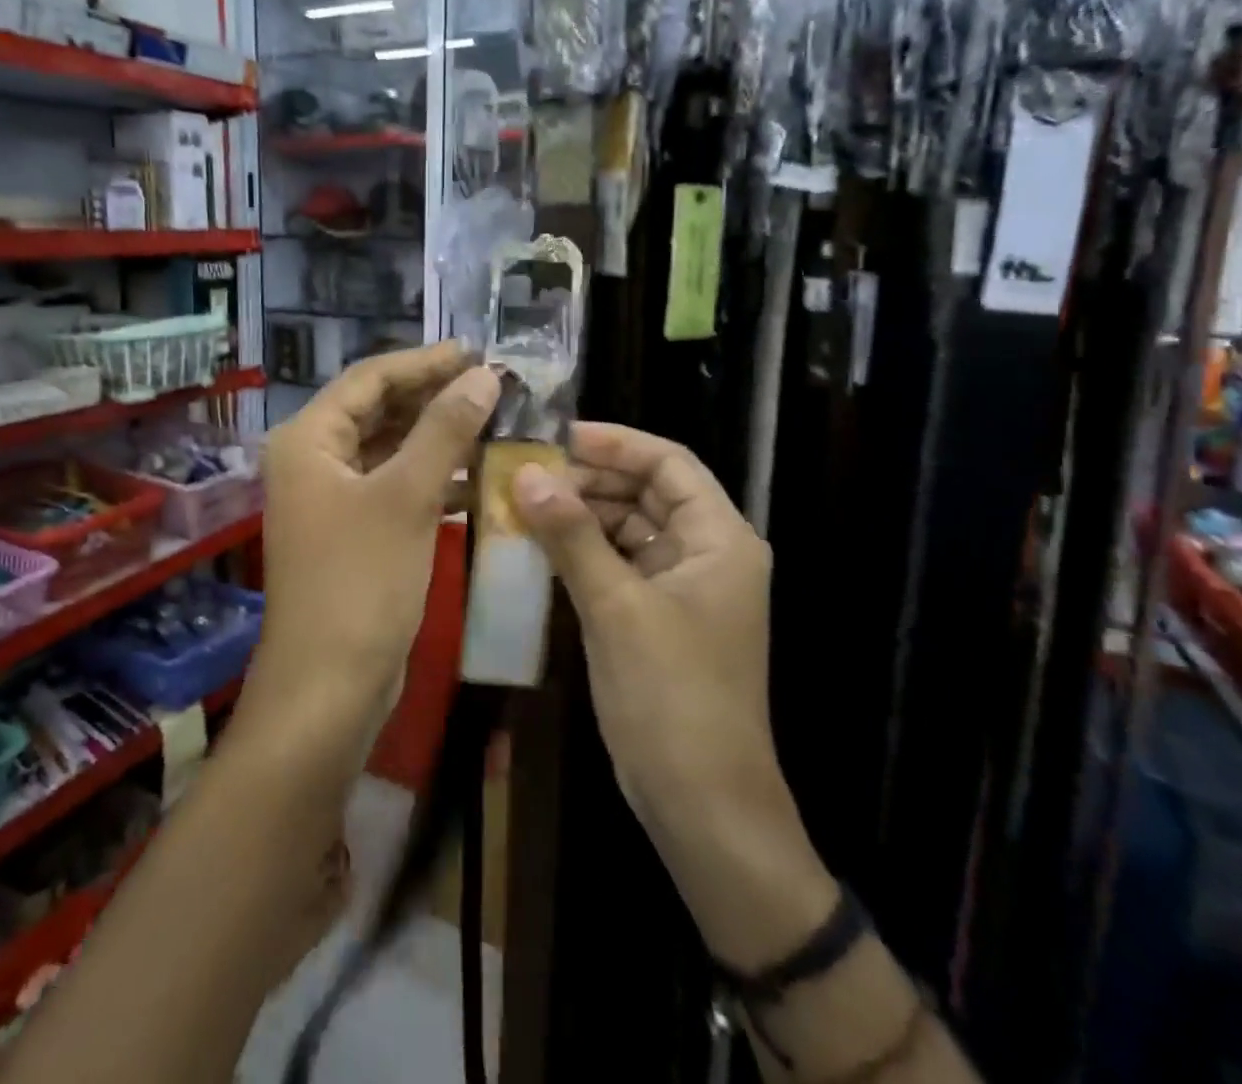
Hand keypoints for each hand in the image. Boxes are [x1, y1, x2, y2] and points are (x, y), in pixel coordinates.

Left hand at [251, 343, 499, 744]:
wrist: (329, 688)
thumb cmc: (361, 582)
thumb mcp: (407, 496)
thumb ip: (444, 429)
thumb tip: (483, 376)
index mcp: (309, 440)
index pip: (370, 378)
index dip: (424, 362)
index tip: (477, 353)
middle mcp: (313, 461)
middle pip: (378, 410)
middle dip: (433, 398)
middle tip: (491, 386)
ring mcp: (330, 499)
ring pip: (389, 450)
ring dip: (437, 438)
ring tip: (494, 423)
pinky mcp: (351, 532)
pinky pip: (393, 487)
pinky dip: (430, 478)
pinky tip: (475, 478)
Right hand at [511, 425, 835, 969]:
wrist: (702, 806)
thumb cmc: (672, 696)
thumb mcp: (617, 607)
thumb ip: (572, 535)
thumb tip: (527, 474)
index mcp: (720, 538)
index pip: (668, 463)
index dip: (615, 443)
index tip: (555, 435)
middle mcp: (705, 552)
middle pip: (645, 492)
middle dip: (588, 479)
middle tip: (525, 471)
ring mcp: (680, 587)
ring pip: (626, 528)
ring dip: (579, 516)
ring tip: (521, 504)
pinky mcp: (655, 616)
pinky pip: (616, 565)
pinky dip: (580, 553)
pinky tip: (536, 547)